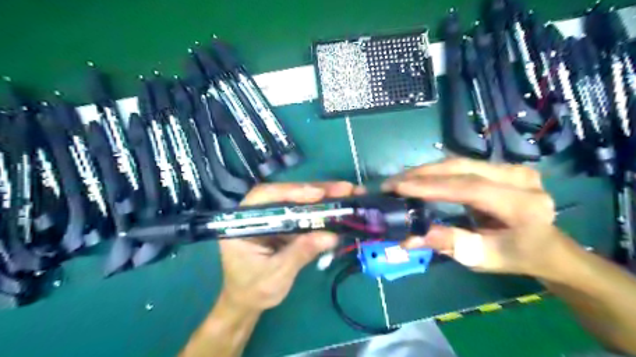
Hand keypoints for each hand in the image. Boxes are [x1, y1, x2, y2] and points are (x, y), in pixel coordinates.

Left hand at [220, 182, 356, 310]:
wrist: (247, 302)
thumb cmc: (253, 290)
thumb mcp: (276, 275)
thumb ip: (300, 253)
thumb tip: (331, 236)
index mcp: (242, 222)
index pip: (266, 197)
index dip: (292, 192)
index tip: (318, 194)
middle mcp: (257, 213)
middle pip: (286, 194)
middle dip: (316, 190)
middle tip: (345, 188)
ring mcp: (272, 217)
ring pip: (297, 200)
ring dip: (323, 196)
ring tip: (348, 192)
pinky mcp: (284, 223)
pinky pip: (303, 213)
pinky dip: (322, 210)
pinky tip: (339, 206)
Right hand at [379, 158, 568, 278]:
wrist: (546, 247)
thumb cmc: (515, 256)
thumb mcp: (482, 257)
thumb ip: (447, 243)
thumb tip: (408, 237)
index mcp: (523, 205)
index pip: (469, 188)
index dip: (430, 186)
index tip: (397, 188)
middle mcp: (520, 178)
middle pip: (461, 168)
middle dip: (421, 174)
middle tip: (390, 183)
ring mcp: (512, 168)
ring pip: (458, 162)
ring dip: (425, 171)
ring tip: (399, 181)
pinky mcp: (501, 166)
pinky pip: (461, 165)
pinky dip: (436, 171)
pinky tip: (418, 177)